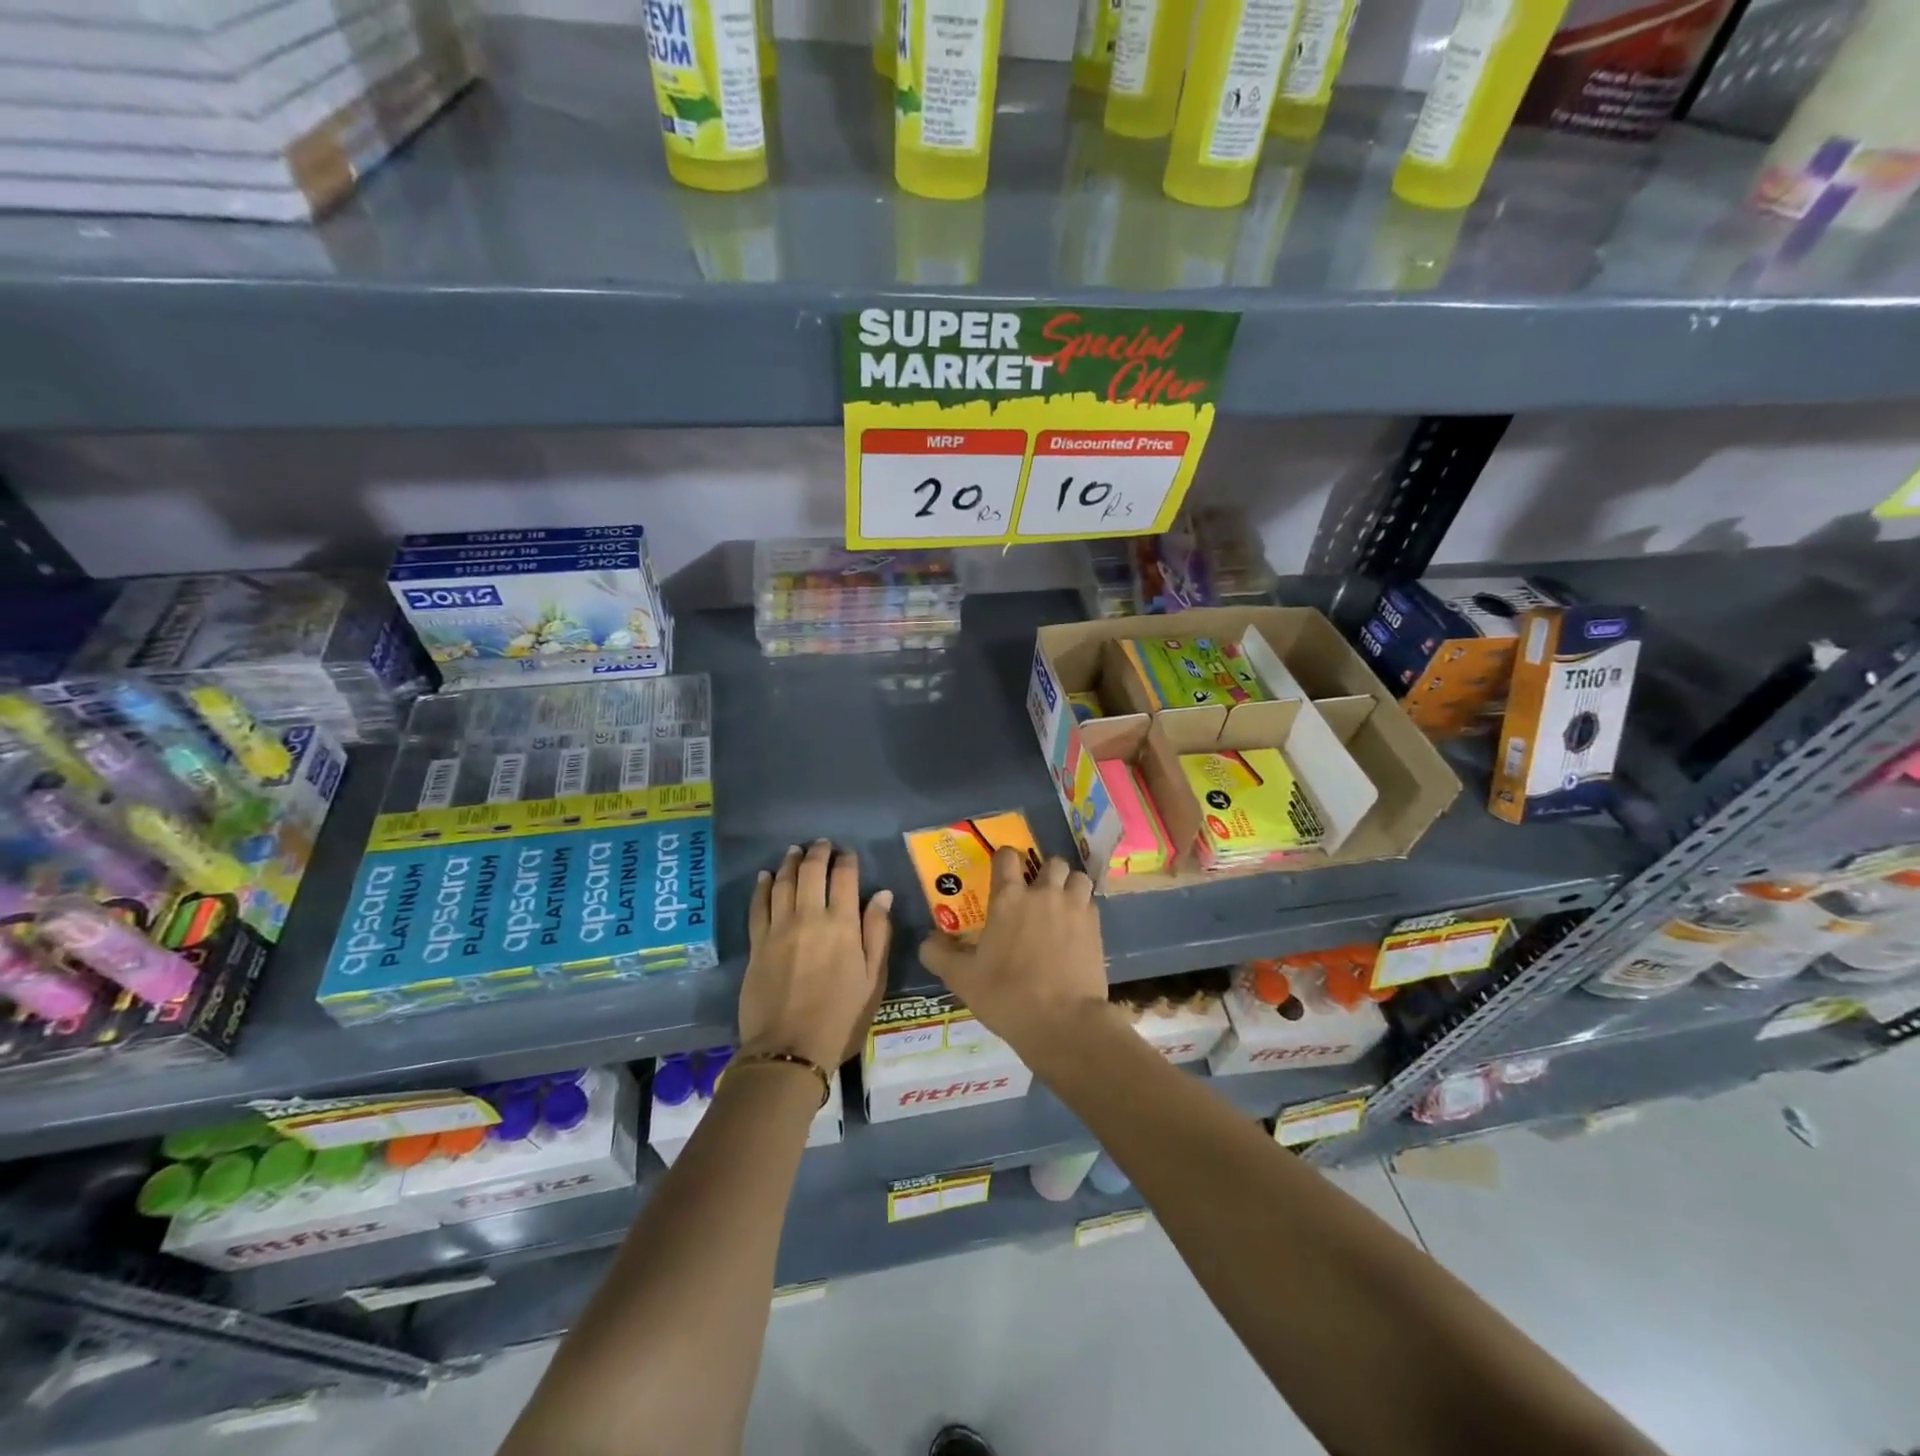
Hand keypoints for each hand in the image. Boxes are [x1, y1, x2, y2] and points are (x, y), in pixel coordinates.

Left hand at [741, 840, 891, 1070]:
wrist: (789, 1049)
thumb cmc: (840, 1017)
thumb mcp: (872, 979)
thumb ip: (877, 933)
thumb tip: (882, 894)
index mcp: (843, 925)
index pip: (845, 878)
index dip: (846, 860)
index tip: (848, 853)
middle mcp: (810, 917)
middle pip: (811, 872)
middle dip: (818, 853)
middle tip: (821, 844)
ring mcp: (779, 929)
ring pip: (783, 882)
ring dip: (790, 863)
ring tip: (795, 851)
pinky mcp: (757, 943)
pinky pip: (758, 905)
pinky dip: (762, 886)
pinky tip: (765, 876)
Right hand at [918, 849, 1108, 1048]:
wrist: (1062, 1022)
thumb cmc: (1006, 995)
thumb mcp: (962, 979)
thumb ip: (939, 955)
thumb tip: (927, 940)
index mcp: (1009, 898)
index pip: (1007, 857)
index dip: (1004, 858)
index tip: (1002, 870)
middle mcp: (1043, 894)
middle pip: (1052, 862)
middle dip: (1044, 871)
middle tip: (1036, 891)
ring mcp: (1074, 908)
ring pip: (1077, 877)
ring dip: (1069, 885)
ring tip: (1062, 903)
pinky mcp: (1096, 928)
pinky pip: (1091, 903)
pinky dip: (1084, 908)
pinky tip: (1076, 928)